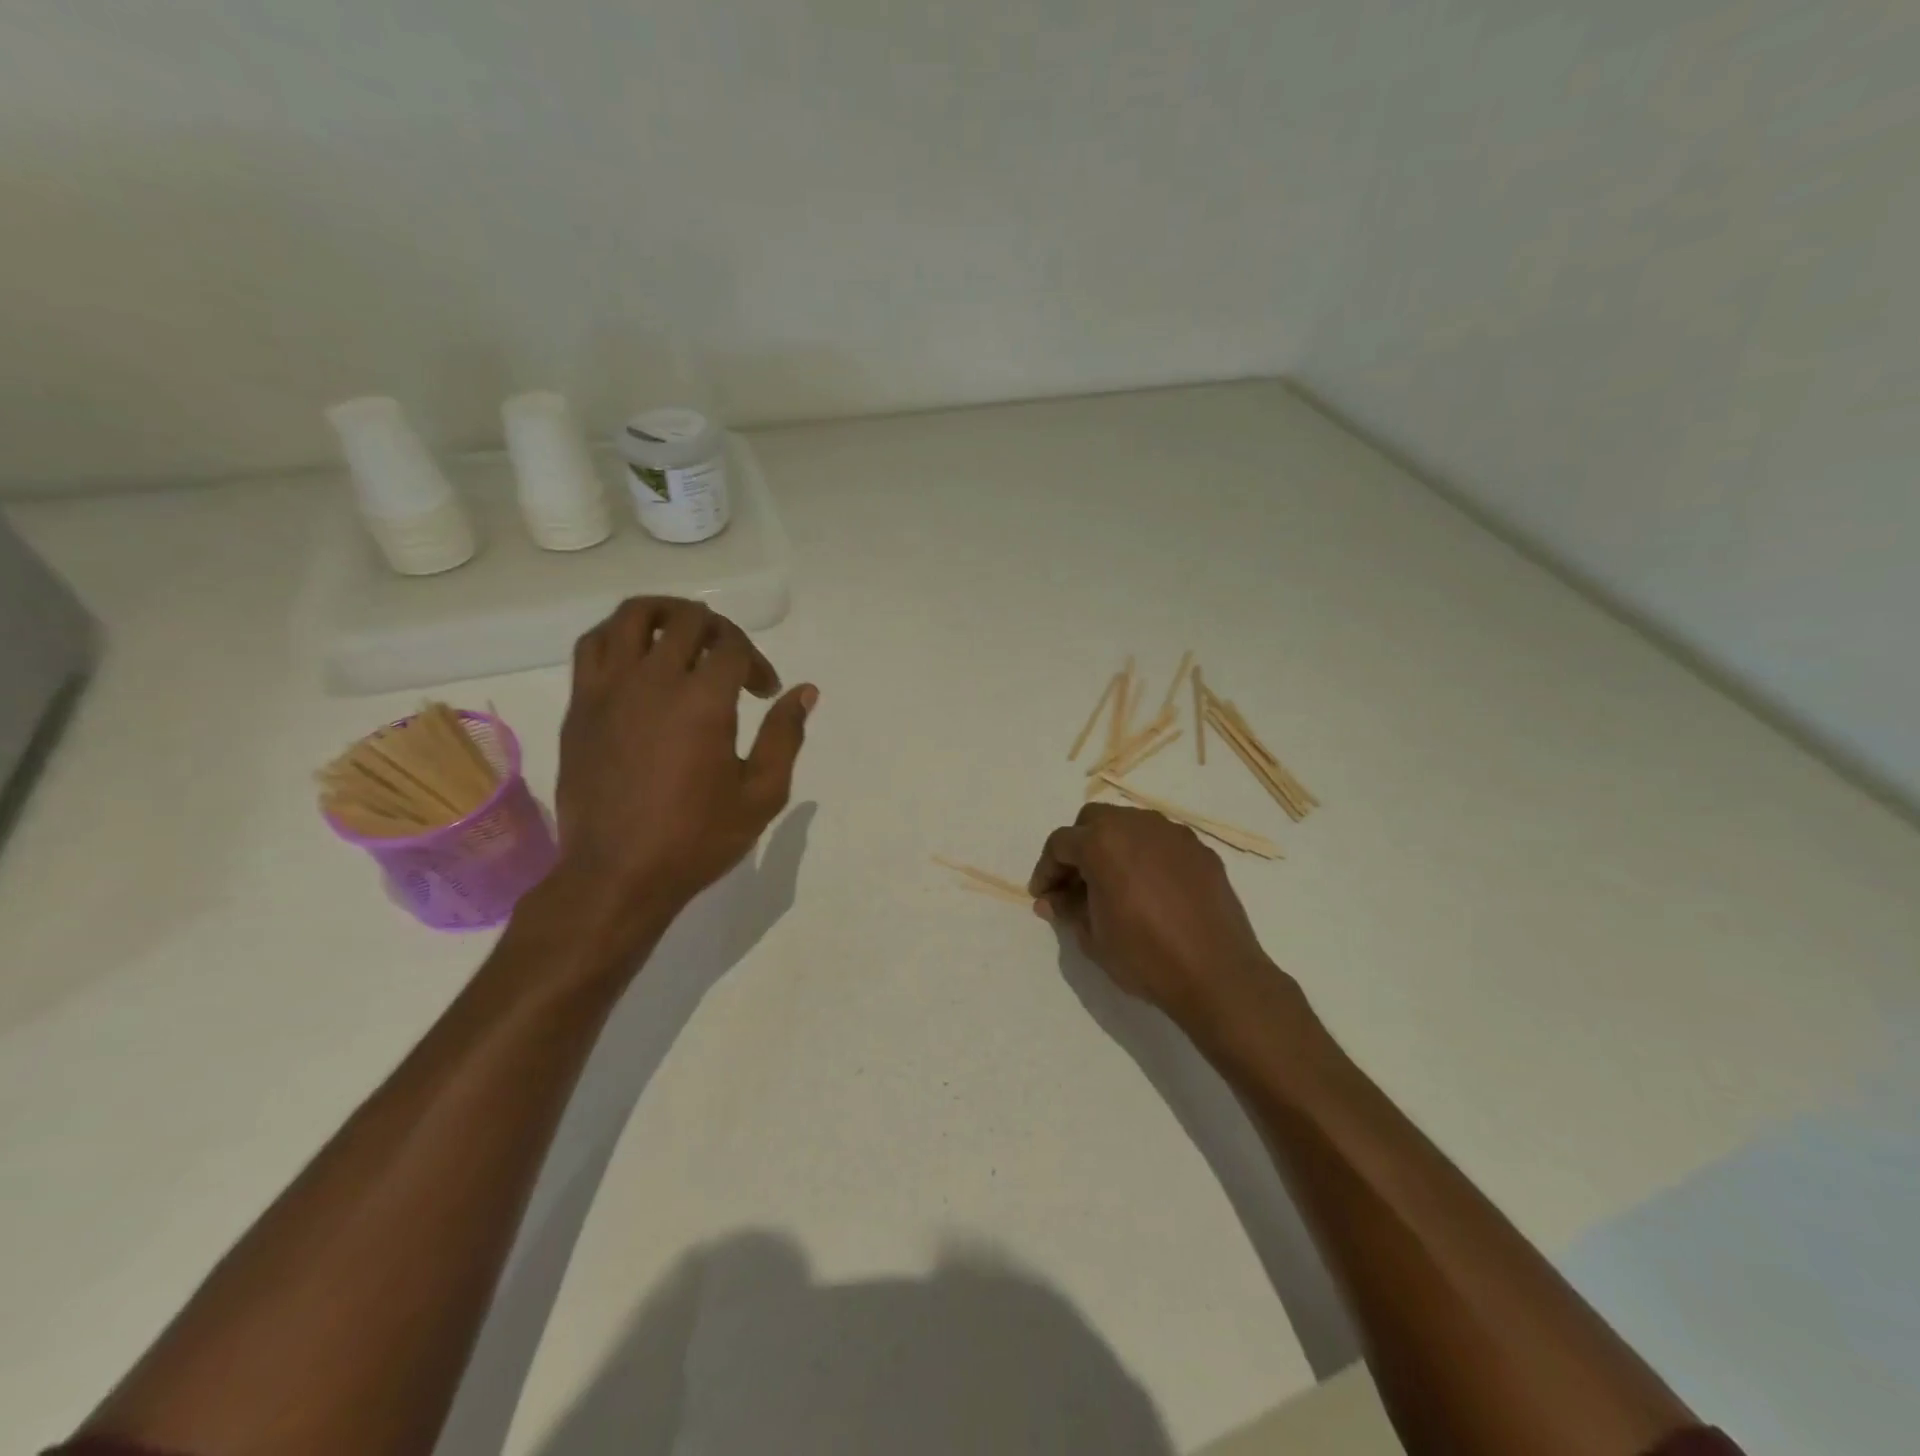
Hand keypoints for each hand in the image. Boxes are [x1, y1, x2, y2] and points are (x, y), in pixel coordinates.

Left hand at [539, 597, 815, 959]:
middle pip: (688, 621)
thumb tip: (805, 692)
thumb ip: (785, 736)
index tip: (765, 692)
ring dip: (667, 614)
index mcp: (704, 702)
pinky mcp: (580, 705)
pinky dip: (620, 635)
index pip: (733, 647)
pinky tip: (637, 655)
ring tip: (684, 633)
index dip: (757, 662)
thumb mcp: (761, 794)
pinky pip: (594, 645)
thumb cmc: (697, 839)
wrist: (617, 874)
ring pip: (633, 617)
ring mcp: (610, 689)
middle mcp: (654, 681)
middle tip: (731, 663)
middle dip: (721, 632)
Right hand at [1029, 804, 1301, 1036]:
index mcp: (1102, 843)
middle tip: (1075, 884)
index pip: (1060, 843)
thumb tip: (1052, 901)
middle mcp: (1137, 825)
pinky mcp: (1201, 850)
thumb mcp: (1093, 938)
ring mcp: (1173, 834)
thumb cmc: (1145, 956)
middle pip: (1094, 821)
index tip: (1044, 896)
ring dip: (1114, 847)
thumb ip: (1068, 909)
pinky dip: (1147, 857)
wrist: (1217, 974)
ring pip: (1131, 825)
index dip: (1046, 870)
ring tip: (1114, 885)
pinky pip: (1162, 843)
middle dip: (1079, 847)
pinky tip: (1151, 891)